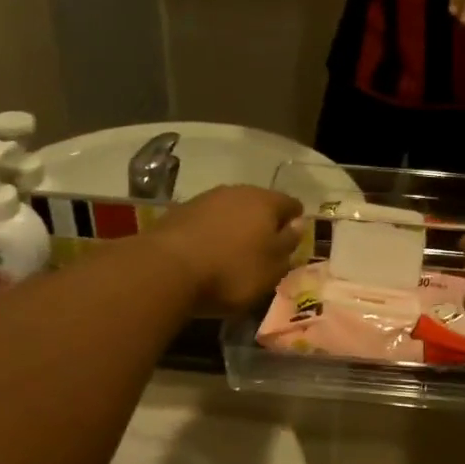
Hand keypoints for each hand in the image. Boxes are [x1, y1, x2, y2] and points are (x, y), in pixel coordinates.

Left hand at [145, 186, 304, 313]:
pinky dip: (213, 232)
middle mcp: (237, 191)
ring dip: (236, 227)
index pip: (291, 204)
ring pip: (231, 210)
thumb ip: (288, 244)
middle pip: (259, 204)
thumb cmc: (231, 271)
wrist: (166, 269)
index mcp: (266, 202)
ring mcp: (205, 199)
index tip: (293, 242)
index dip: (296, 222)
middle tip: (265, 249)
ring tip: (235, 252)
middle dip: (264, 223)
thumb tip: (298, 224)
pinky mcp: (179, 212)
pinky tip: (209, 252)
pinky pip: (207, 220)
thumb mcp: (271, 268)